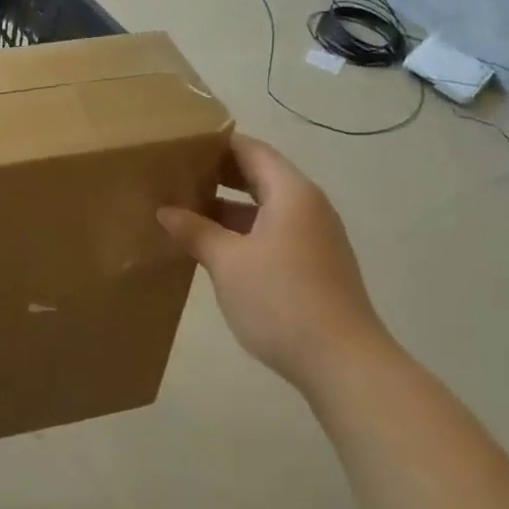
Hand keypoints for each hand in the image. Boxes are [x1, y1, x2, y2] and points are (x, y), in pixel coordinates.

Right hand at [158, 134, 386, 391]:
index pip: (251, 150)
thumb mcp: (227, 262)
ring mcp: (314, 237)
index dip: (215, 144)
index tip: (179, 145)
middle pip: (259, 176)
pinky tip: (214, 247)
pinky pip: (273, 232)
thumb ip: (195, 231)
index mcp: (292, 193)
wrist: (343, 363)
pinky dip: (243, 231)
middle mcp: (308, 207)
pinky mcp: (314, 265)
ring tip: (185, 211)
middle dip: (218, 175)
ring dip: (228, 207)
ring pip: (265, 207)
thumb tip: (165, 211)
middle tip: (175, 176)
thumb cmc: (281, 299)